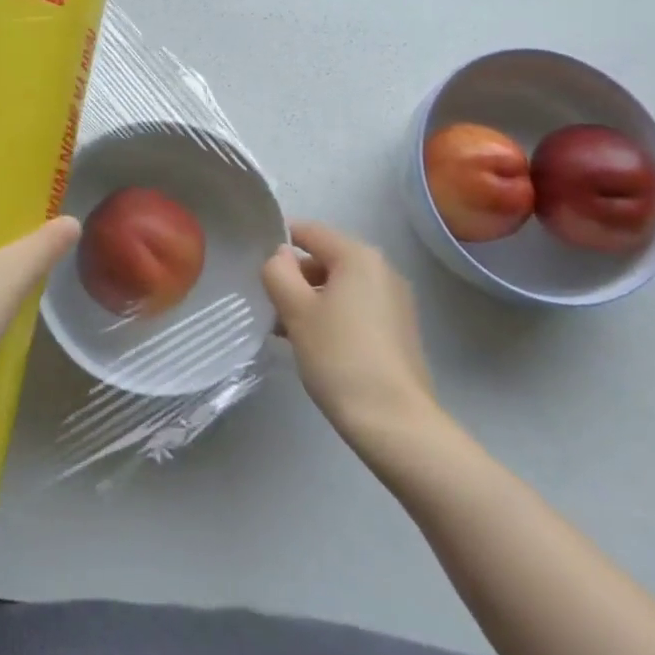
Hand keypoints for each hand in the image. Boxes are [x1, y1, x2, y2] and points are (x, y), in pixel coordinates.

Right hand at [262, 220, 438, 449]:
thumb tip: (279, 256)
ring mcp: (395, 301)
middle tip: (268, 306)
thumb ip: (279, 273)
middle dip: (294, 278)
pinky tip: (314, 346)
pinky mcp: (399, 330)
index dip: (278, 244)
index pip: (309, 232)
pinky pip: (357, 309)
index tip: (255, 267)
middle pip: (326, 259)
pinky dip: (333, 317)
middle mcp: (382, 269)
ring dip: (311, 300)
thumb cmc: (340, 356)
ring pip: (340, 287)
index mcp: (358, 256)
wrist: (395, 423)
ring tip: (285, 332)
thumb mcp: (296, 311)